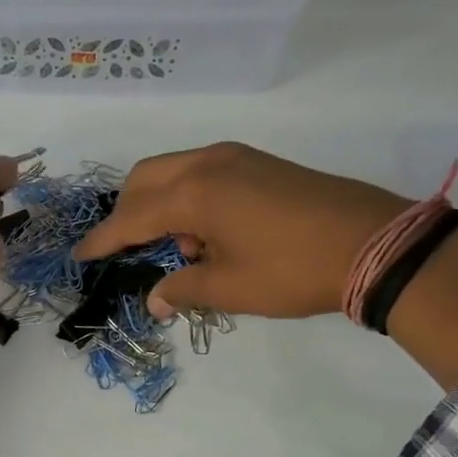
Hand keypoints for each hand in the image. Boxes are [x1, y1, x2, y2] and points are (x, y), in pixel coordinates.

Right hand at [74, 141, 457, 388]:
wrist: (377, 244)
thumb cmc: (292, 270)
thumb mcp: (229, 288)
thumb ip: (182, 288)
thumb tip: (155, 298)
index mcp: (193, 193)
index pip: (130, 217)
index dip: (103, 240)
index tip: (80, 255)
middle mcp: (208, 163)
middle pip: (145, 179)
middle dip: (127, 213)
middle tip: (126, 250)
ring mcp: (237, 158)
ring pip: (174, 172)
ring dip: (161, 206)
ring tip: (182, 252)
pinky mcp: (259, 163)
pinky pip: (204, 173)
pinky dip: (189, 199)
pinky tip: (209, 235)